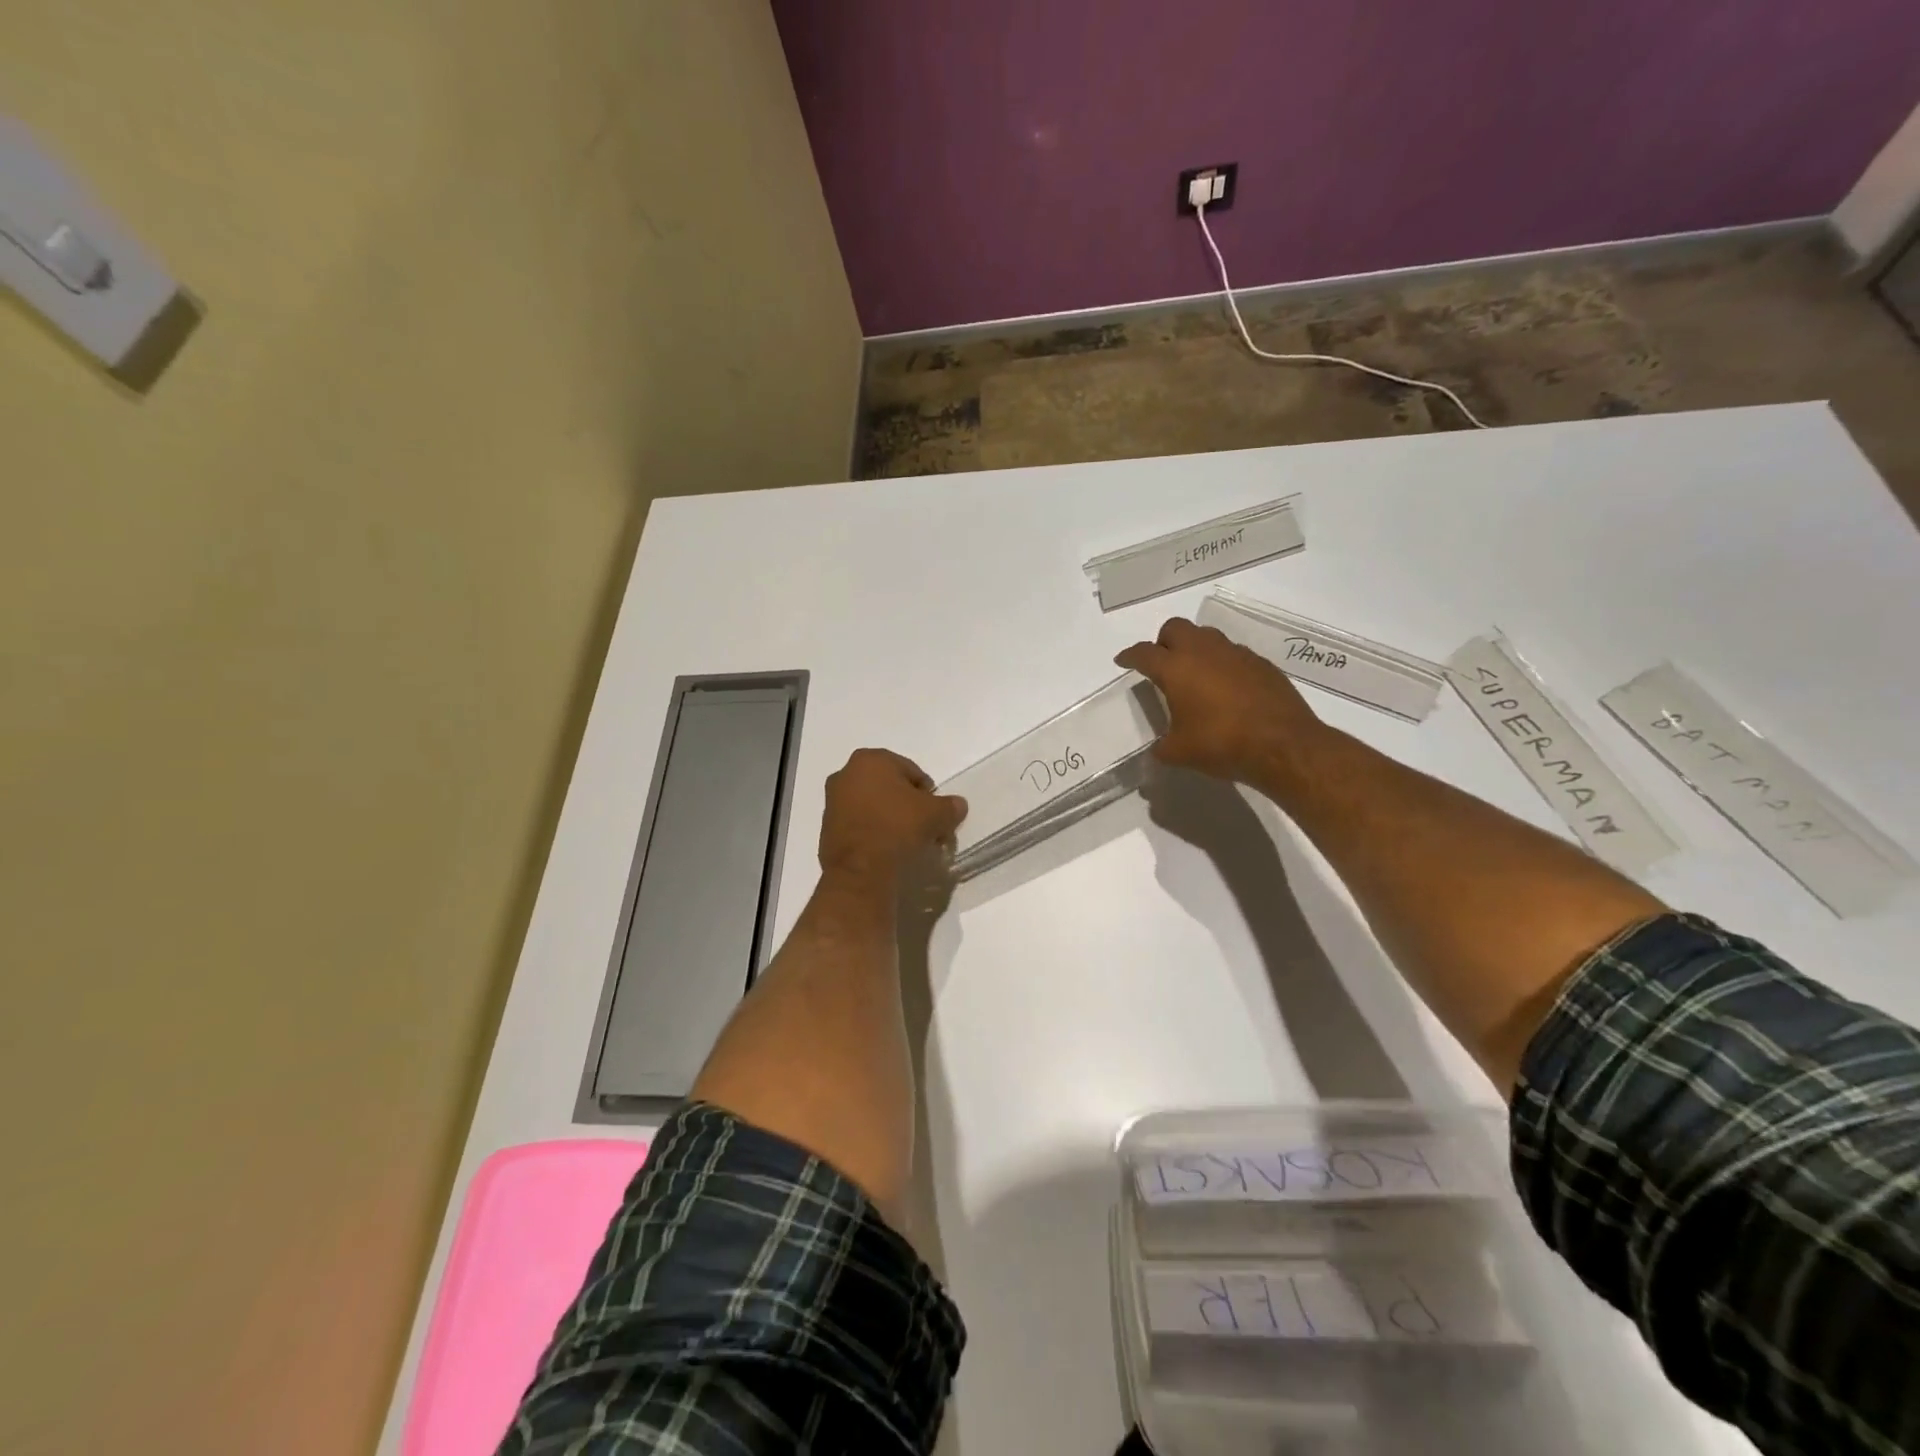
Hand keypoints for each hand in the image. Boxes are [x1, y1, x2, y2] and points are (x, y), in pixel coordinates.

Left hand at [819, 748, 966, 883]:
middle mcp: (846, 774)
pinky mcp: (827, 828)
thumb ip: (950, 806)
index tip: (936, 814)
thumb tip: (958, 805)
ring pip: (873, 806)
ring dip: (890, 819)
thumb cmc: (898, 828)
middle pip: (890, 787)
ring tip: (907, 842)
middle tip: (924, 828)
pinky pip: (859, 824)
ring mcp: (832, 801)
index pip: (911, 771)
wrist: (860, 870)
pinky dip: (873, 832)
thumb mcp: (936, 815)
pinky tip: (887, 850)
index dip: (928, 793)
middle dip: (908, 805)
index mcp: (870, 759)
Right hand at [1116, 617, 1327, 783]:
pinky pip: (1232, 653)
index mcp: (1176, 669)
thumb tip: (1158, 749)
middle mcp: (1204, 652)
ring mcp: (1235, 654)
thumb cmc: (1221, 744)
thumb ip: (1162, 747)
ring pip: (1206, 636)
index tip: (1123, 661)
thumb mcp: (1179, 753)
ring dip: (1194, 648)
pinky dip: (1222, 663)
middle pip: (1175, 628)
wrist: (1282, 744)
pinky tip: (1226, 688)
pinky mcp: (1260, 663)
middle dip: (1163, 642)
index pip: (1144, 653)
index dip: (1130, 656)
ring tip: (1194, 674)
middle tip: (1161, 663)